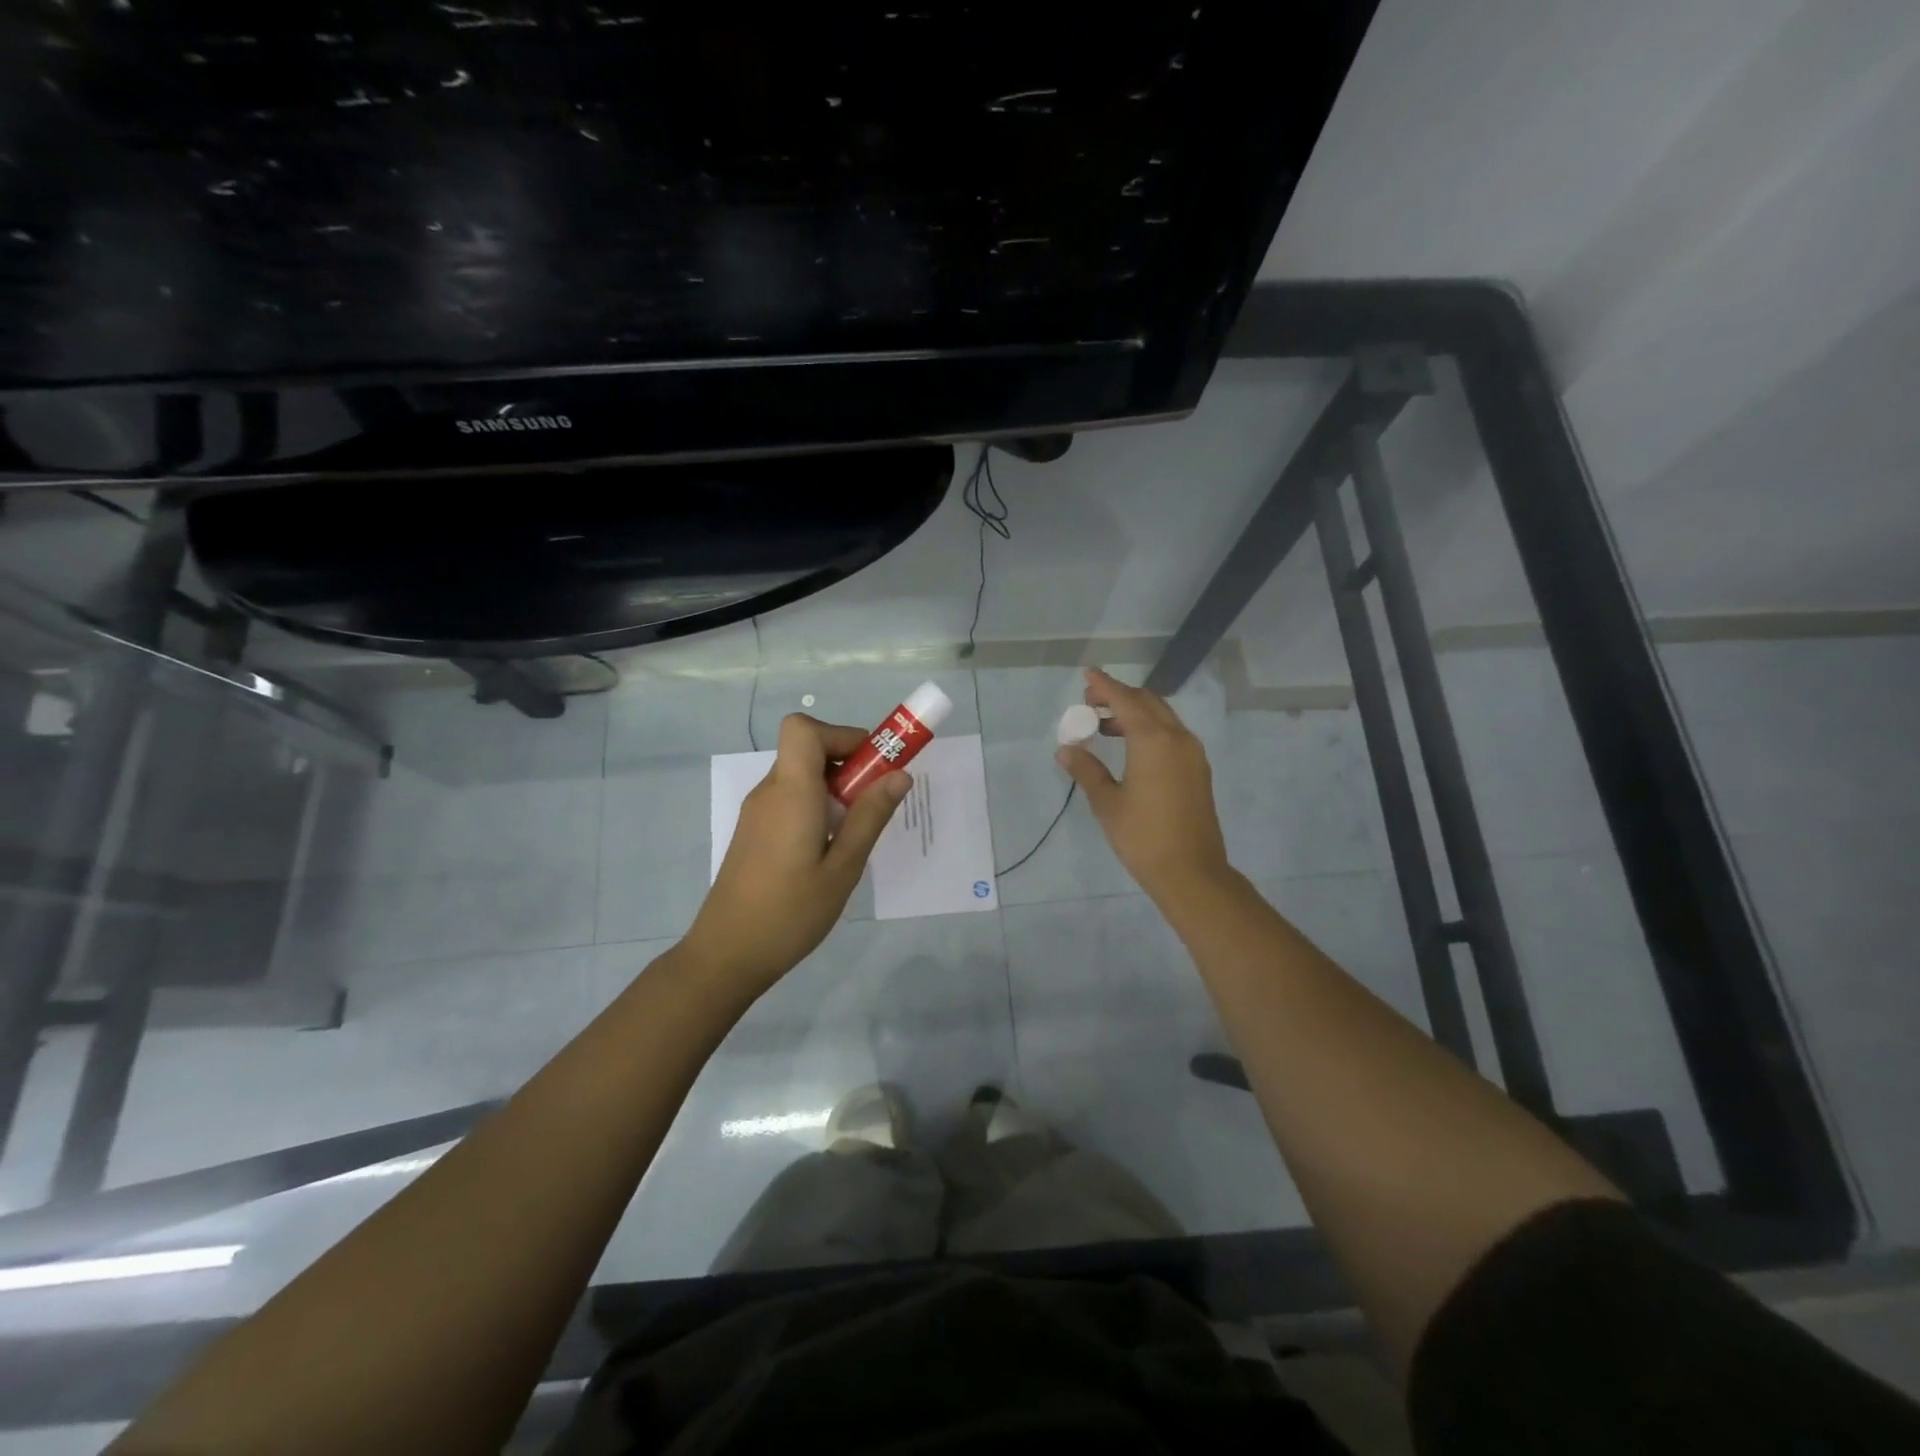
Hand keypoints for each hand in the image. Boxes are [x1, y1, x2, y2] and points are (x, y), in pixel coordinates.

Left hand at [683, 713, 909, 994]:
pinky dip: (817, 806)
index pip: (803, 728)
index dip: (840, 734)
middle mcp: (770, 792)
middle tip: (874, 803)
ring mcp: (758, 812)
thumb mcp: (843, 868)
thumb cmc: (790, 913)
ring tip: (854, 834)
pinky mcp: (755, 831)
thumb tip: (900, 774)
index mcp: (791, 793)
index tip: (870, 765)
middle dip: (848, 762)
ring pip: (801, 775)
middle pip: (807, 749)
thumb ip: (871, 816)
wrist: (727, 955)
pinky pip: (791, 799)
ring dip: (834, 788)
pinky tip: (828, 851)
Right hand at [1056, 668, 1232, 902]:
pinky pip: (1172, 734)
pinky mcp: (1198, 769)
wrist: (1191, 871)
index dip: (1105, 685)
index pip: (1126, 700)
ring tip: (1105, 726)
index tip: (1087, 674)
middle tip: (1091, 704)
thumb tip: (1066, 750)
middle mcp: (1177, 738)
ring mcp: (1192, 753)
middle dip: (1119, 697)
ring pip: (1162, 717)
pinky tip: (1130, 747)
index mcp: (1153, 740)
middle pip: (1147, 702)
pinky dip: (1149, 729)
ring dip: (1135, 713)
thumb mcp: (1107, 802)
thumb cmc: (1143, 836)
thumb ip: (1087, 770)